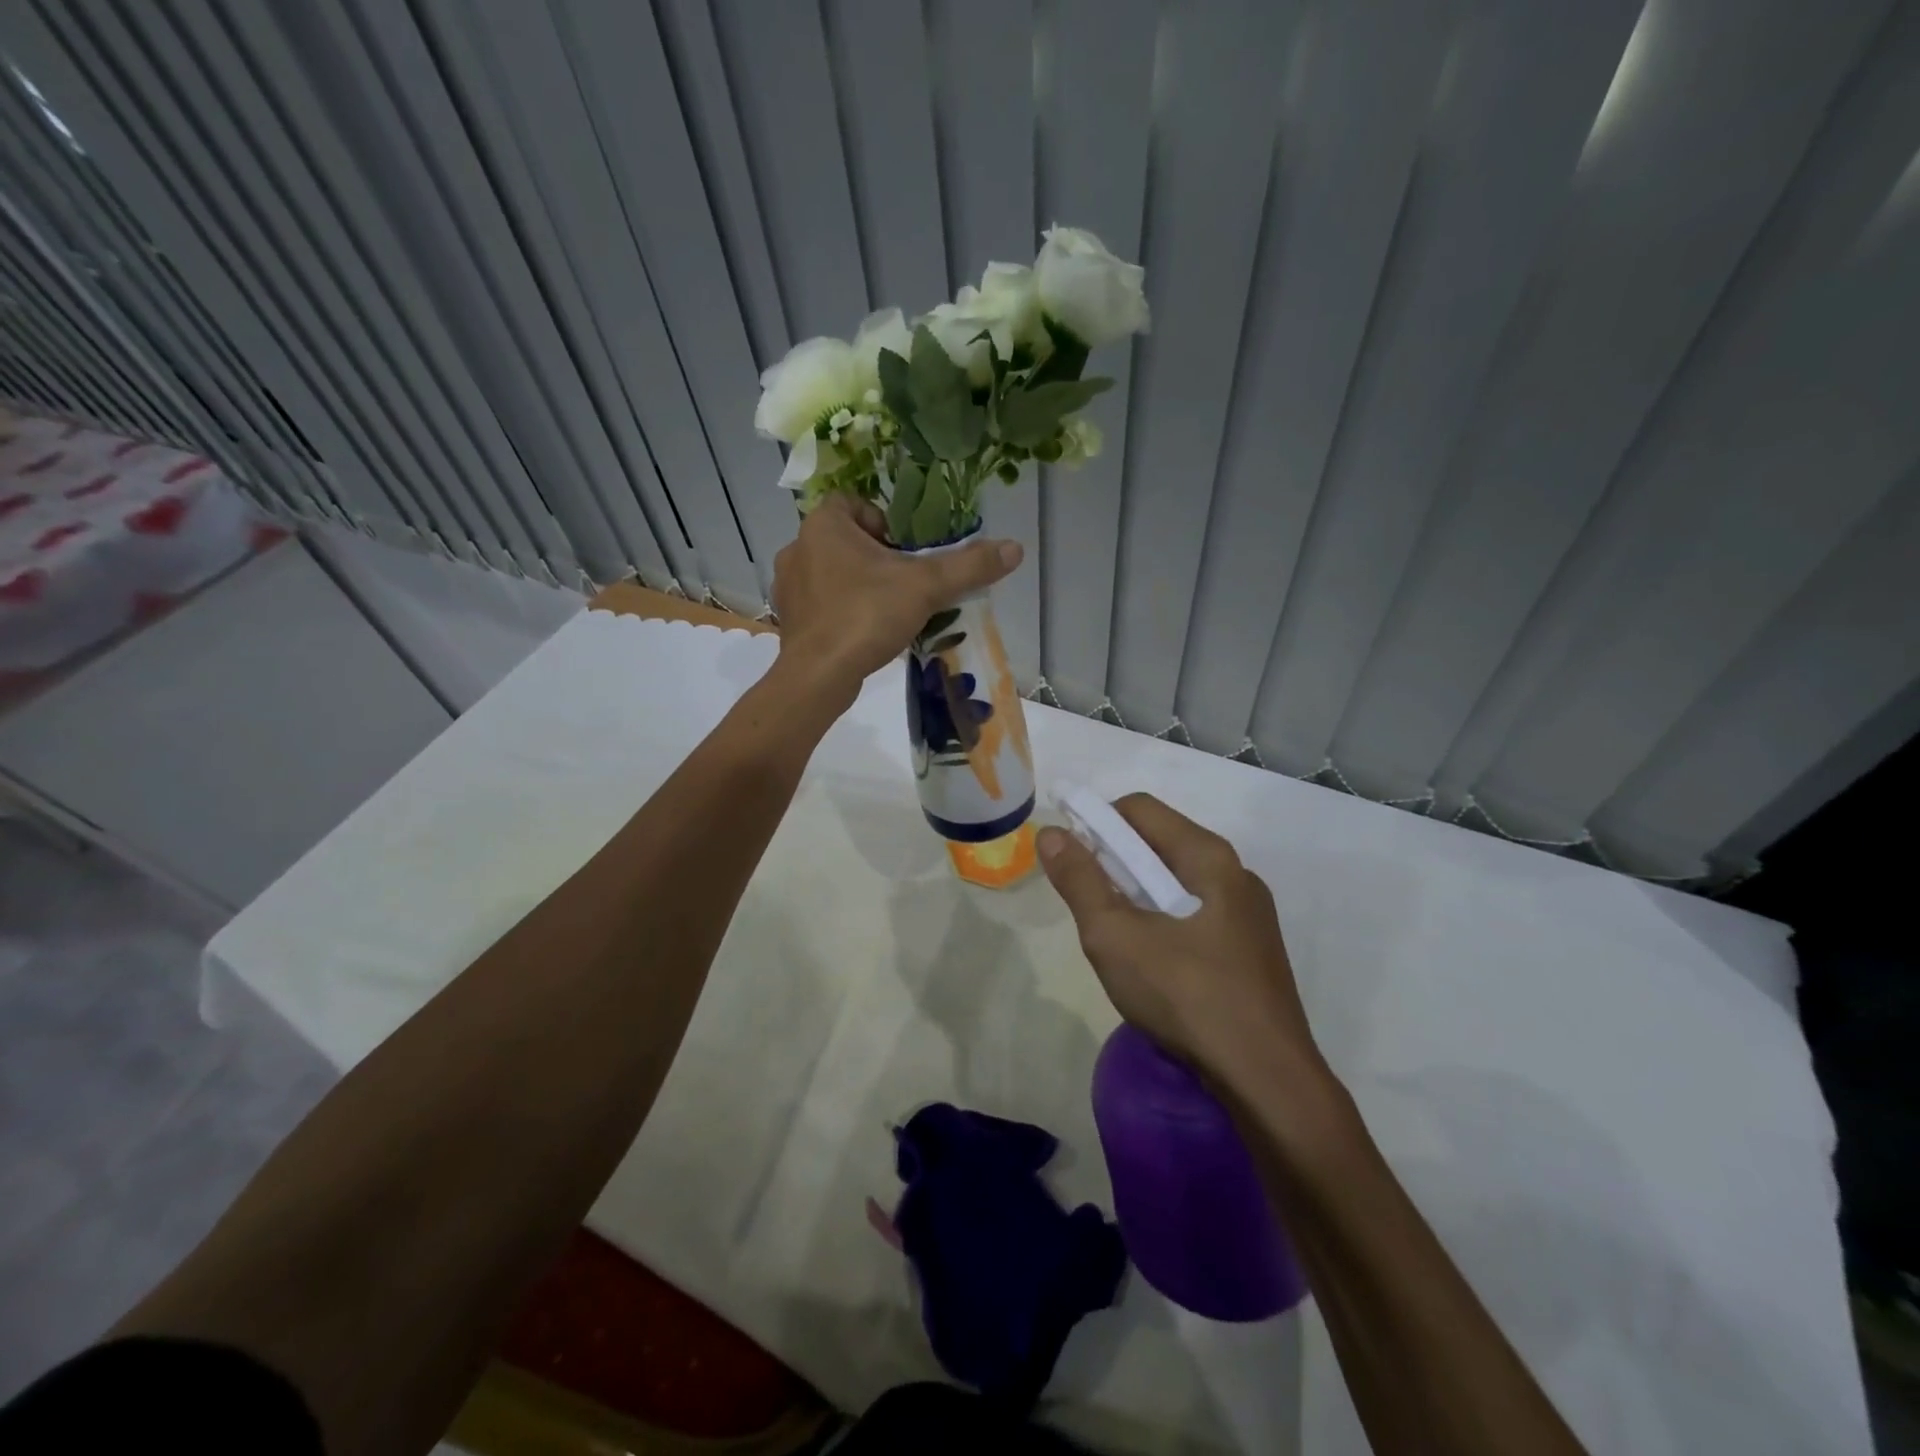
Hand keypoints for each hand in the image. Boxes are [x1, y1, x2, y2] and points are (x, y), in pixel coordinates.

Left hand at [771, 495, 1021, 696]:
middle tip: (905, 582)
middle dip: (876, 557)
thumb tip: (1014, 549)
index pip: (853, 502)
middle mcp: (797, 548)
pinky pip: (821, 604)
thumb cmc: (866, 616)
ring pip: (832, 573)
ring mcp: (788, 587)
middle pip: (846, 540)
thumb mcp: (925, 587)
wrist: (817, 676)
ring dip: (859, 584)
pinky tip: (864, 633)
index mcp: (822, 525)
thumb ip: (968, 566)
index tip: (906, 550)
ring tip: (887, 610)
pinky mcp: (790, 620)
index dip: (884, 521)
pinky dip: (842, 612)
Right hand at [1037, 794, 1325, 1094]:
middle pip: (1160, 842)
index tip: (1069, 860)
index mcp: (1208, 857)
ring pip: (1177, 880)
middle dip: (1115, 861)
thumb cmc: (1186, 996)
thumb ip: (1080, 880)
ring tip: (1116, 937)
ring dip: (1137, 894)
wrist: (1266, 1080)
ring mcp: (1249, 913)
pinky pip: (1196, 912)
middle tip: (1088, 904)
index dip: (1096, 822)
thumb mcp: (1116, 936)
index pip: (1139, 809)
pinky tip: (1153, 963)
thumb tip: (1051, 833)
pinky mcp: (1252, 949)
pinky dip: (1163, 919)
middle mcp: (1235, 872)